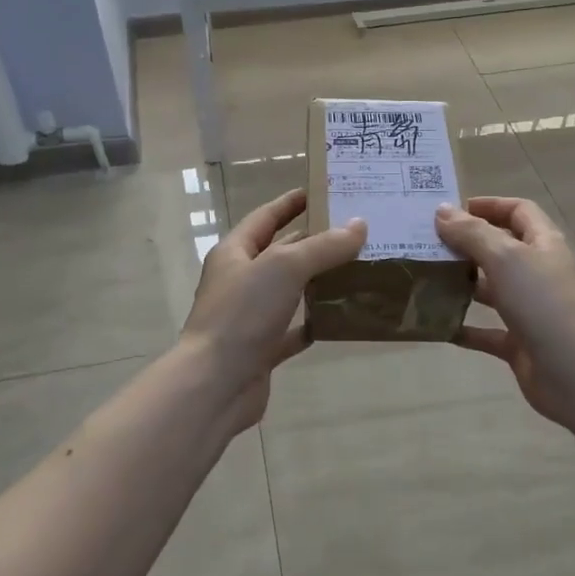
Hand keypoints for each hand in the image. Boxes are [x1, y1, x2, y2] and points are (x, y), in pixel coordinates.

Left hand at [180, 187, 366, 433]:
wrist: (215, 384)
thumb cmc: (243, 314)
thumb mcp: (285, 268)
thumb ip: (323, 247)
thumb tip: (359, 226)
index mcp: (235, 253)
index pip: (265, 217)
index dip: (291, 203)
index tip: (321, 191)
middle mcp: (240, 281)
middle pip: (280, 253)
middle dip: (314, 241)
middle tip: (354, 230)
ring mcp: (250, 317)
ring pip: (289, 291)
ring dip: (318, 281)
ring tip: (356, 268)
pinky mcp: (261, 349)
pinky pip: (293, 330)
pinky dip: (313, 322)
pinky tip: (340, 317)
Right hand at [435, 197, 574, 432]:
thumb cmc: (543, 304)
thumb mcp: (505, 259)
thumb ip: (472, 233)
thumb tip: (442, 211)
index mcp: (543, 244)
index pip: (519, 211)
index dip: (489, 206)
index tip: (452, 211)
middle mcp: (538, 273)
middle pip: (502, 249)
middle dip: (468, 244)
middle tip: (428, 244)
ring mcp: (531, 309)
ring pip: (493, 289)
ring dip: (464, 284)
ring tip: (427, 279)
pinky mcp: (521, 343)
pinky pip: (487, 332)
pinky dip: (464, 328)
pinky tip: (437, 326)